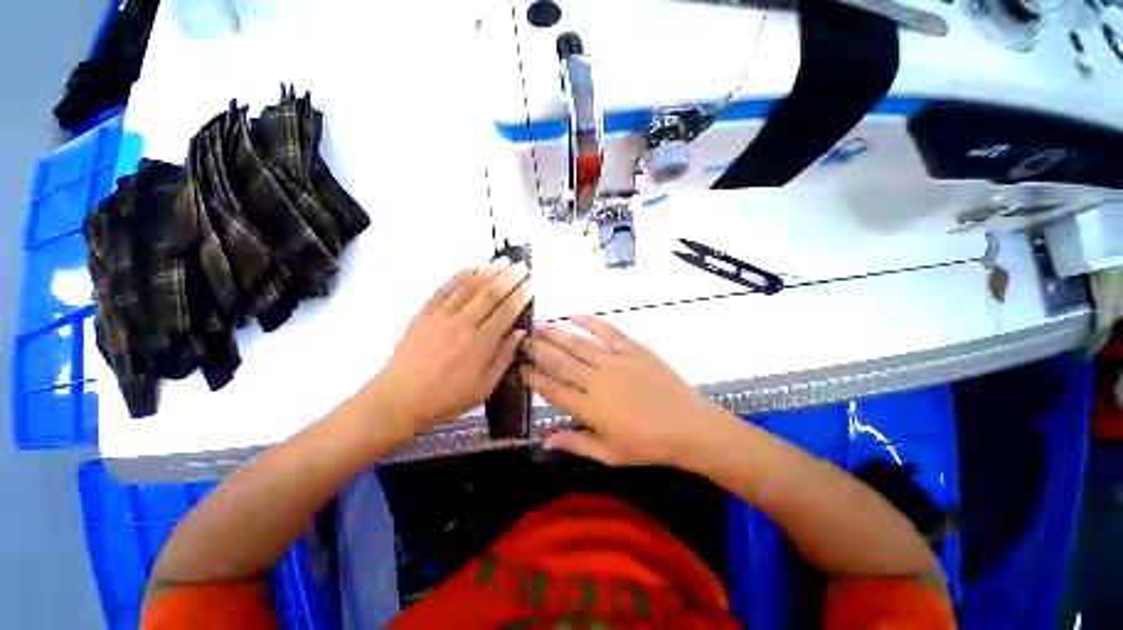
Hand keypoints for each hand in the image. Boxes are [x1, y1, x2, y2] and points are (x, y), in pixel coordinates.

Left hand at [373, 259, 530, 434]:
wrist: (400, 398)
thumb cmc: (447, 396)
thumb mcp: (484, 385)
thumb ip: (504, 356)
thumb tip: (520, 333)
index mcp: (481, 343)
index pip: (506, 312)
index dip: (520, 296)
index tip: (531, 285)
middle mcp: (463, 323)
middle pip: (490, 294)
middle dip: (509, 277)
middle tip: (522, 266)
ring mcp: (442, 315)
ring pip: (469, 287)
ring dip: (488, 271)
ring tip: (502, 261)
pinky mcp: (425, 313)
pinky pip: (445, 289)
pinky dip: (459, 276)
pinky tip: (471, 267)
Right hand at [521, 314, 721, 466]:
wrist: (689, 426)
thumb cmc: (648, 445)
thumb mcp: (610, 454)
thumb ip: (576, 443)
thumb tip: (544, 441)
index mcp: (589, 408)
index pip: (553, 390)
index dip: (535, 378)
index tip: (521, 368)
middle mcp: (597, 380)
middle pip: (560, 362)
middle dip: (539, 350)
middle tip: (524, 340)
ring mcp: (615, 361)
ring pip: (578, 344)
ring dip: (556, 333)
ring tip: (539, 324)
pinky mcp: (633, 349)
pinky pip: (608, 331)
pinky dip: (591, 322)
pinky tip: (575, 314)